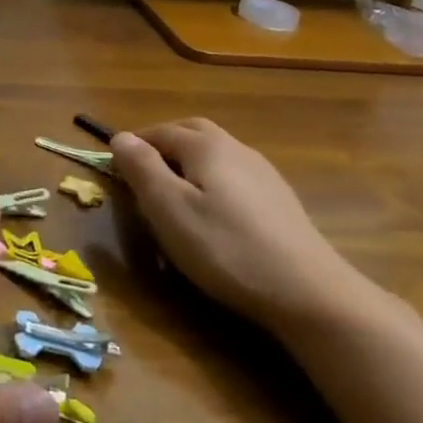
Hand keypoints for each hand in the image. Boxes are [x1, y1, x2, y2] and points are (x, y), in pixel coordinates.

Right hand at [111, 119, 366, 335]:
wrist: (308, 292)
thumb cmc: (225, 247)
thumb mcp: (168, 209)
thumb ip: (141, 168)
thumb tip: (120, 137)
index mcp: (205, 146)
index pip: (159, 131)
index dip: (133, 144)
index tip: (114, 168)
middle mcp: (235, 148)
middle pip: (191, 131)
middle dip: (162, 144)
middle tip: (141, 172)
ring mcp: (263, 173)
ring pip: (215, 153)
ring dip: (188, 162)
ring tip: (173, 194)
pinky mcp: (279, 200)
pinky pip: (234, 176)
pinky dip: (212, 181)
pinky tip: (213, 213)